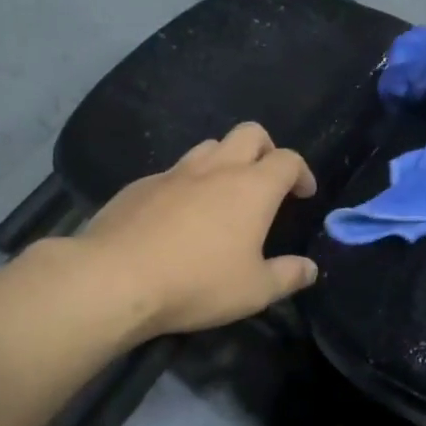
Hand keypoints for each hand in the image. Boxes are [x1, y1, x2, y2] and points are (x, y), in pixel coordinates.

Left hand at [77, 122, 319, 336]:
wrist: (116, 278)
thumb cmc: (197, 283)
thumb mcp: (254, 291)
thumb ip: (287, 276)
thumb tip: (309, 269)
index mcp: (251, 187)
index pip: (287, 159)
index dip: (301, 172)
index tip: (303, 194)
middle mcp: (215, 168)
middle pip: (249, 133)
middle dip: (265, 149)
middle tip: (267, 180)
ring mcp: (174, 172)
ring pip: (208, 147)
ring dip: (224, 160)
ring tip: (222, 194)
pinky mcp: (140, 185)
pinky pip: (173, 172)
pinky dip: (186, 184)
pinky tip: (177, 217)